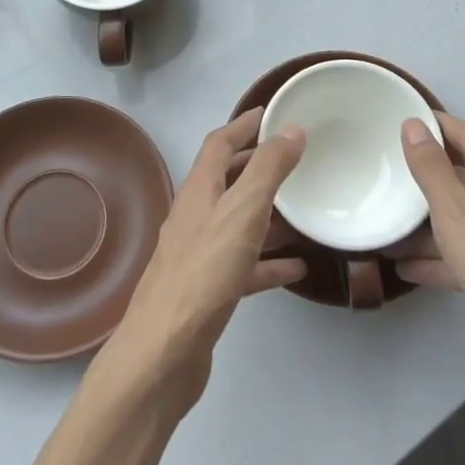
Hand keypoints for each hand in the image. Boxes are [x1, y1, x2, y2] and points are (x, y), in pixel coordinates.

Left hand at [101, 109, 307, 408]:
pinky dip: (267, 261)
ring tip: (300, 208)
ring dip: (265, 212)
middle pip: (226, 179)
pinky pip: (243, 265)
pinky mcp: (208, 290)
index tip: (270, 113)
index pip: (219, 144)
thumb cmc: (204, 273)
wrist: (164, 352)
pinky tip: (295, 268)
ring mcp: (199, 254)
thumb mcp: (242, 212)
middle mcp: (195, 216)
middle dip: (255, 164)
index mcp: (198, 191)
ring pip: (236, 221)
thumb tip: (291, 128)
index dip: (244, 125)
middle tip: (291, 156)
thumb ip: (268, 170)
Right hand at [396, 113, 464, 413]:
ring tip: (391, 228)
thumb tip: (414, 125)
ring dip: (431, 224)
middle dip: (430, 178)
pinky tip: (410, 270)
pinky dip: (445, 257)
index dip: (439, 125)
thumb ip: (432, 169)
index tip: (407, 118)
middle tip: (391, 172)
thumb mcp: (456, 214)